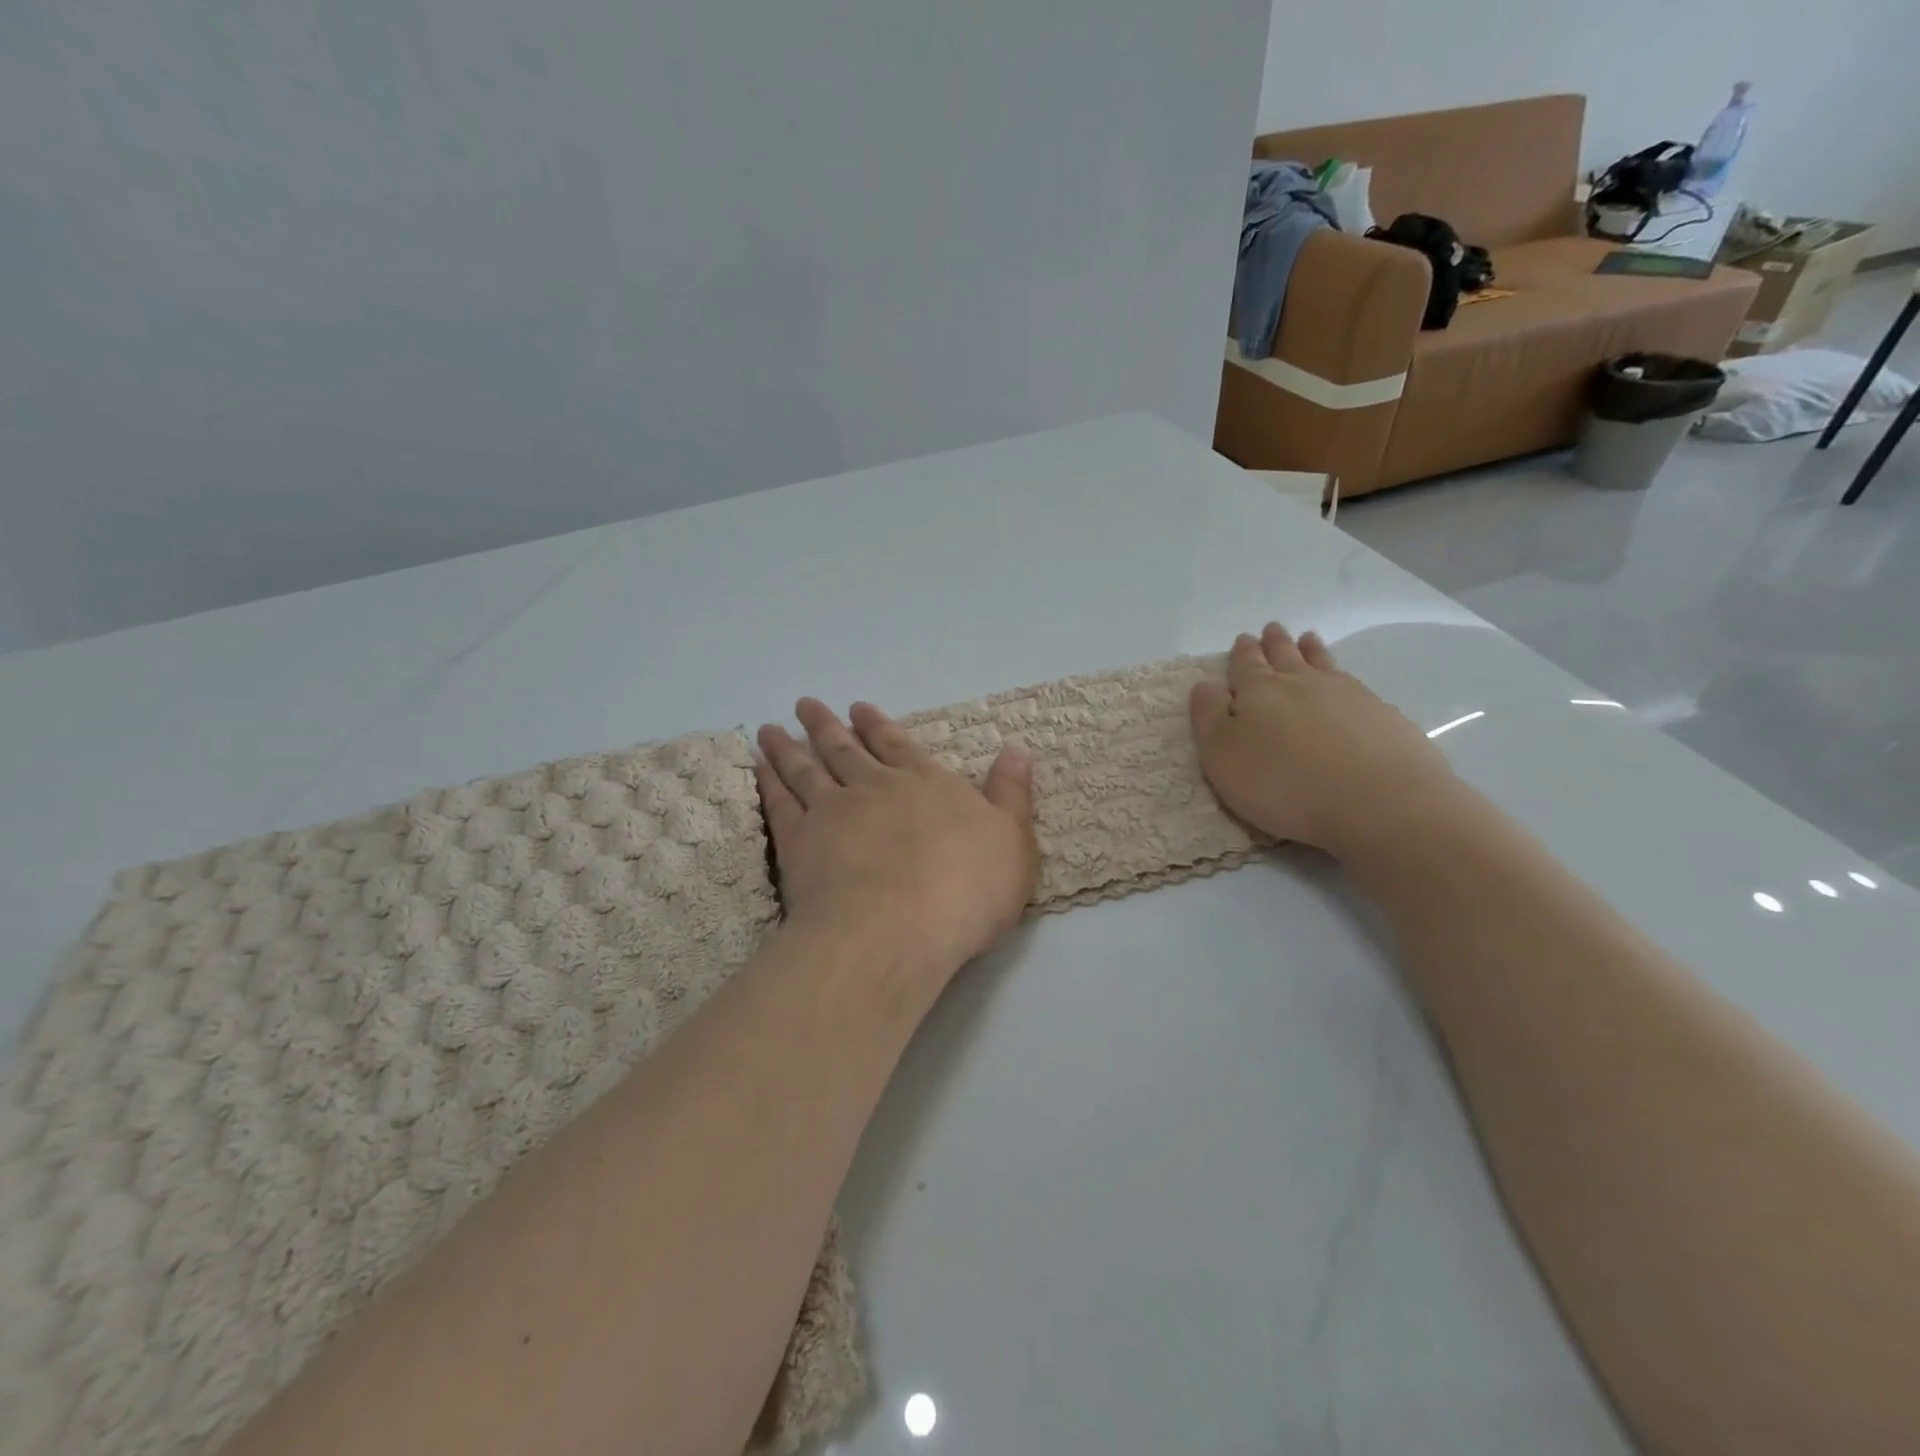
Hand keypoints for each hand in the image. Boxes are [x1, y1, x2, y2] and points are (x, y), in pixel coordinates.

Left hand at [756, 699, 1039, 982]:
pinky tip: (758, 770)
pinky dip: (767, 784)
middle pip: (846, 749)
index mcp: (926, 784)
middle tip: (806, 704)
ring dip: (788, 747)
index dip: (879, 726)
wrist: (898, 927)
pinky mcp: (800, 842)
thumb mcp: (1013, 841)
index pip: (900, 745)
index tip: (858, 708)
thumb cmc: (967, 889)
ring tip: (770, 729)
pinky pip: (779, 803)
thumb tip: (1017, 750)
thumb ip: (1011, 794)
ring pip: (806, 769)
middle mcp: (876, 787)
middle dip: (827, 725)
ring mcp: (833, 811)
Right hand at [1189, 624, 1460, 858]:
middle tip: (1272, 629)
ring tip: (1309, 639)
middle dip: (1275, 643)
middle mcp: (1302, 684)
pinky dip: (1344, 677)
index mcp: (1259, 691)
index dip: (1243, 652)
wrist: (1377, 802)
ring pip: (1323, 664)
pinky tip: (1348, 684)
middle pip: (1285, 656)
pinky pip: (1355, 685)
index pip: (1246, 664)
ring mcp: (1347, 696)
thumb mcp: (1223, 756)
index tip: (1243, 638)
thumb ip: (1209, 717)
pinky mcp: (1382, 716)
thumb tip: (1206, 684)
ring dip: (1312, 651)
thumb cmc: (1283, 783)